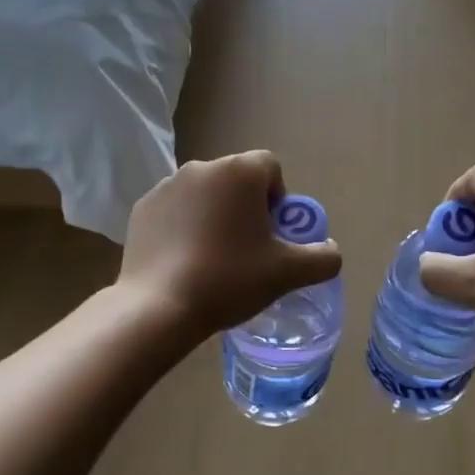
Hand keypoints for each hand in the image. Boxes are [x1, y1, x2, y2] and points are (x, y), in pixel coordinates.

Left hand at [120, 151, 342, 343]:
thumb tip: (332, 251)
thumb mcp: (287, 273)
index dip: (277, 198)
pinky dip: (183, 226)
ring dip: (214, 214)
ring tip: (213, 257)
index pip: (270, 167)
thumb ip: (322, 259)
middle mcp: (202, 167)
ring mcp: (167, 186)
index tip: (272, 233)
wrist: (158, 306)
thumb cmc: (229, 279)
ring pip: (204, 194)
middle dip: (246, 206)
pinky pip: (175, 209)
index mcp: (240, 172)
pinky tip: (183, 261)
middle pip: (236, 179)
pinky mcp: (142, 208)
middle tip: (247, 248)